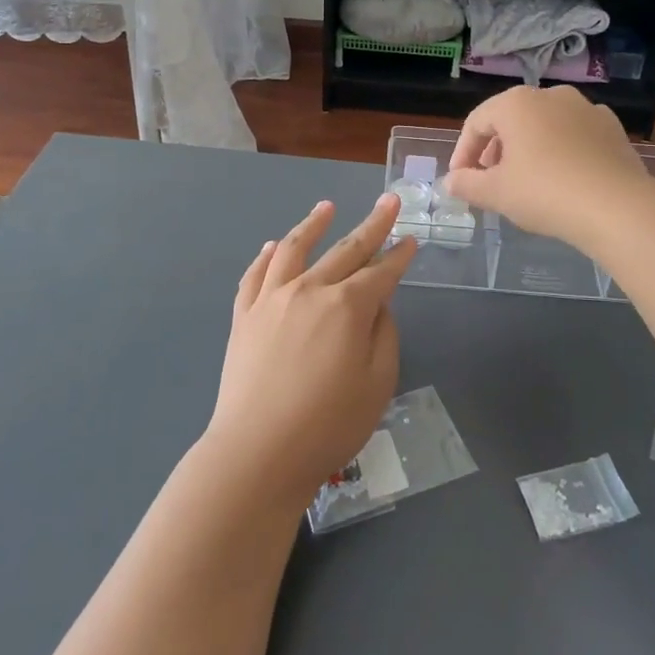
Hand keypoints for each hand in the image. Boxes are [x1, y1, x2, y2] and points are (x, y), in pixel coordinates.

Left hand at [204, 196, 416, 507]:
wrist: (257, 453)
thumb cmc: (328, 425)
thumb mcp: (377, 384)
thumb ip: (384, 336)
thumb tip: (377, 305)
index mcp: (347, 306)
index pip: (381, 271)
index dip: (399, 255)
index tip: (411, 238)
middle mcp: (309, 290)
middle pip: (345, 249)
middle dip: (372, 225)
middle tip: (388, 201)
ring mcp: (271, 299)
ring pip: (295, 249)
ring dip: (314, 224)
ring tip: (327, 207)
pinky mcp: (244, 316)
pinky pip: (256, 275)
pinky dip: (267, 255)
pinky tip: (274, 246)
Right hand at [443, 86, 652, 249]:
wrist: (616, 207)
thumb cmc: (544, 192)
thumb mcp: (495, 193)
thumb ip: (466, 184)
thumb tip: (450, 182)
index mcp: (515, 103)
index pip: (476, 122)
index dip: (463, 152)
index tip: (460, 179)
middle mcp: (550, 95)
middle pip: (511, 119)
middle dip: (496, 149)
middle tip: (490, 180)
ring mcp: (585, 108)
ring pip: (544, 125)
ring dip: (528, 148)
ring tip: (526, 180)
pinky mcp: (612, 128)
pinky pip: (575, 135)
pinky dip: (562, 150)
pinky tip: (563, 177)